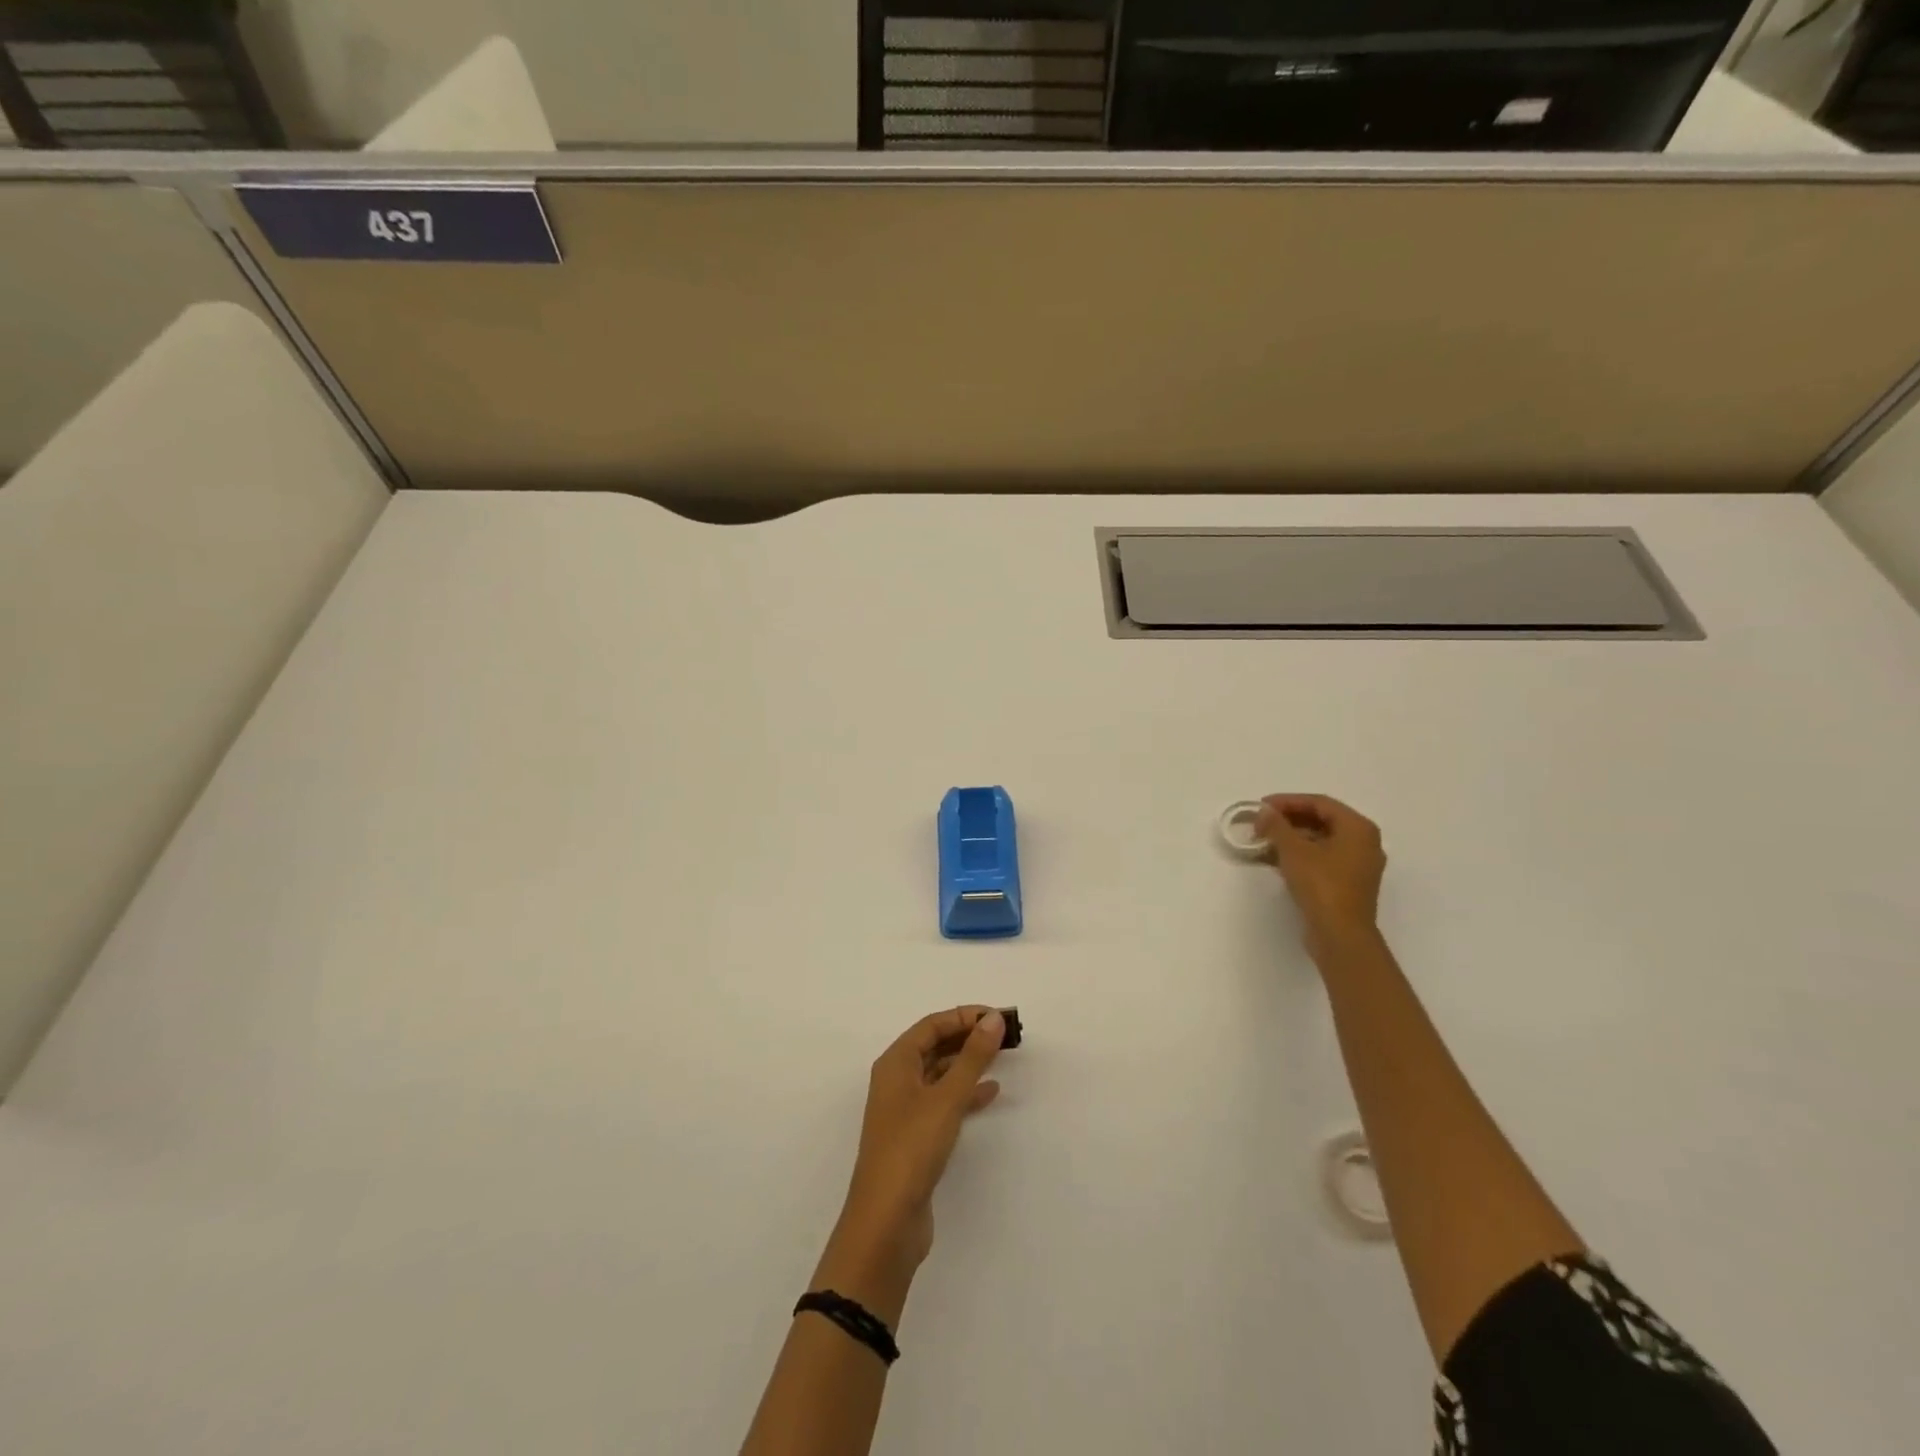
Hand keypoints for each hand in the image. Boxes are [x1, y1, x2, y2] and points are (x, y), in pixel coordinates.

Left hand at [836, 1007, 1005, 1273]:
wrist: (886, 1222)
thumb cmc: (911, 1148)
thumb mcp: (946, 1098)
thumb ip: (972, 1057)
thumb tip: (994, 1019)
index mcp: (895, 1063)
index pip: (932, 1025)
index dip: (964, 1015)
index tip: (998, 1017)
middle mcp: (897, 1080)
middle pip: (935, 1045)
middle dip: (968, 1036)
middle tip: (1005, 1034)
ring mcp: (905, 1109)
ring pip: (940, 1073)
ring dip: (968, 1063)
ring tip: (1003, 1057)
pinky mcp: (916, 1136)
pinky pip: (944, 1101)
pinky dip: (966, 1093)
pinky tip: (991, 1093)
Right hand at [1256, 794, 1386, 955]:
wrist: (1340, 935)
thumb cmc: (1321, 885)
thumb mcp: (1293, 850)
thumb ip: (1276, 825)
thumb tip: (1264, 812)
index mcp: (1358, 828)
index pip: (1319, 803)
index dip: (1287, 801)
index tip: (1261, 806)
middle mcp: (1365, 843)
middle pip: (1322, 820)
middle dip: (1289, 820)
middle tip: (1261, 823)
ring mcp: (1359, 865)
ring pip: (1321, 841)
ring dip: (1292, 838)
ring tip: (1264, 840)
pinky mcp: (1349, 884)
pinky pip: (1323, 859)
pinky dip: (1301, 855)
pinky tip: (1276, 859)